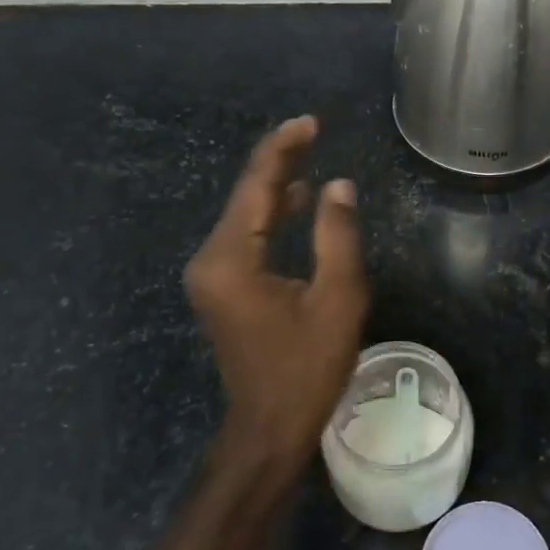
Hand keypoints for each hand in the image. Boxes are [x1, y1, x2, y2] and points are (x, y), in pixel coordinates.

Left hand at [185, 116, 368, 479]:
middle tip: (313, 129)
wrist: (269, 427)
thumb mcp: (336, 300)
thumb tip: (338, 185)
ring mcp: (212, 275)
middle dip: (280, 161)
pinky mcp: (222, 287)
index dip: (283, 149)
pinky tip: (298, 202)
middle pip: (246, 195)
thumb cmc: (308, 368)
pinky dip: (272, 215)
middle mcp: (211, 259)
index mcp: (232, 258)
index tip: (310, 122)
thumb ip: (337, 236)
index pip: (257, 186)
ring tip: (311, 155)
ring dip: (276, 186)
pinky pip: (246, 236)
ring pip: (246, 214)